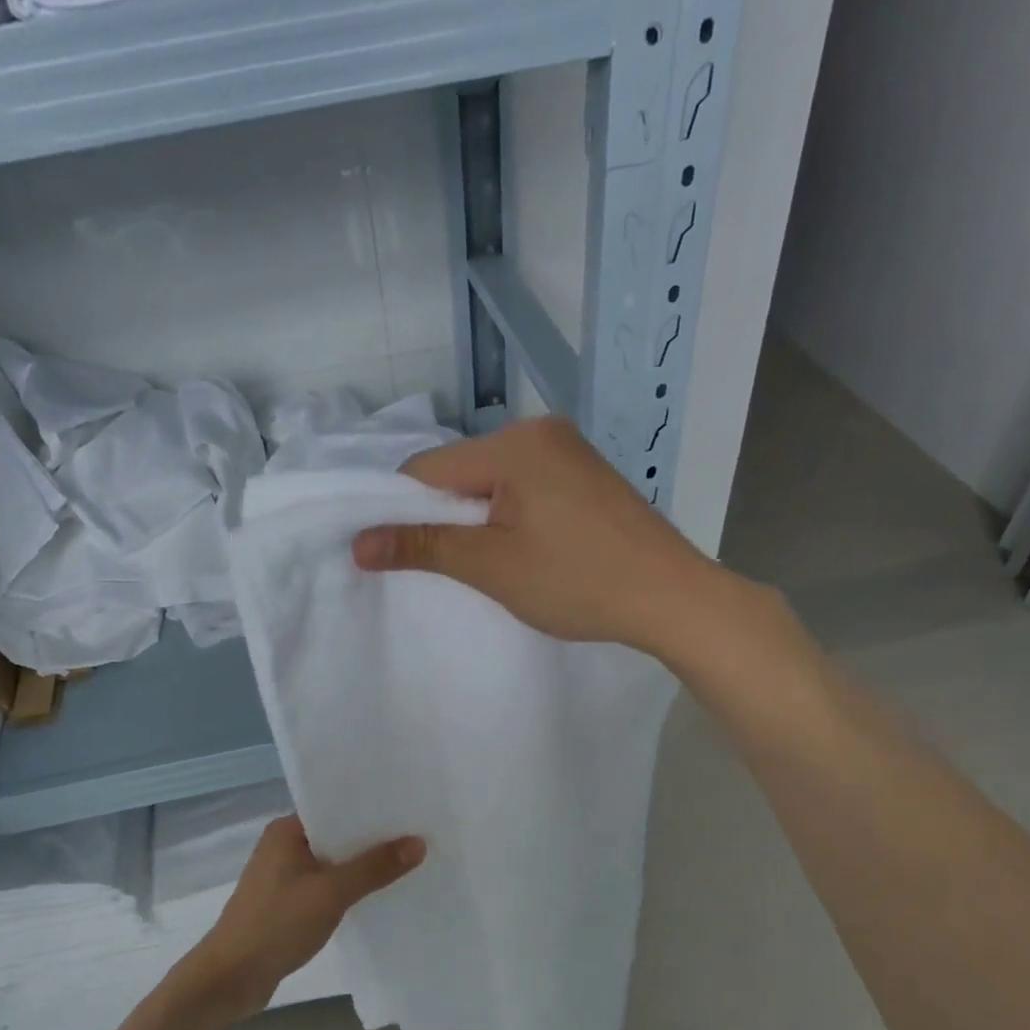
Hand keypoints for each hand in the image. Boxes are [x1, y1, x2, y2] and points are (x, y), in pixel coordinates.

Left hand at [181, 816, 424, 1023]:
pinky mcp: (286, 904)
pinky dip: (347, 889)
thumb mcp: (331, 893)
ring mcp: (283, 877)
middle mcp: (283, 846)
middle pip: (336, 835)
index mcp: (287, 830)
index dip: (370, 808)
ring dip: (361, 867)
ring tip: (406, 863)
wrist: (230, 979)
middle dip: (371, 839)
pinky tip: (376, 895)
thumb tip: (418, 842)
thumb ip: (374, 868)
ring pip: (332, 863)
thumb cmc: (276, 924)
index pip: (334, 807)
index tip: (407, 808)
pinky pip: (325, 886)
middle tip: (417, 835)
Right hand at [350, 416, 721, 652]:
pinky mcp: (584, 474)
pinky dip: (508, 515)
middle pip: (459, 471)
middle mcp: (540, 431)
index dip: (403, 513)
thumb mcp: (492, 566)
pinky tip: (521, 549)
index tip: (399, 555)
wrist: (671, 597)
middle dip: (443, 517)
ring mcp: (568, 450)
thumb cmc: (579, 582)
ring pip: (490, 481)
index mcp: (514, 443)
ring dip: (476, 519)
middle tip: (449, 567)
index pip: (428, 469)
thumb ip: (423, 546)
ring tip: (488, 564)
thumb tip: (359, 543)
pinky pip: (523, 486)